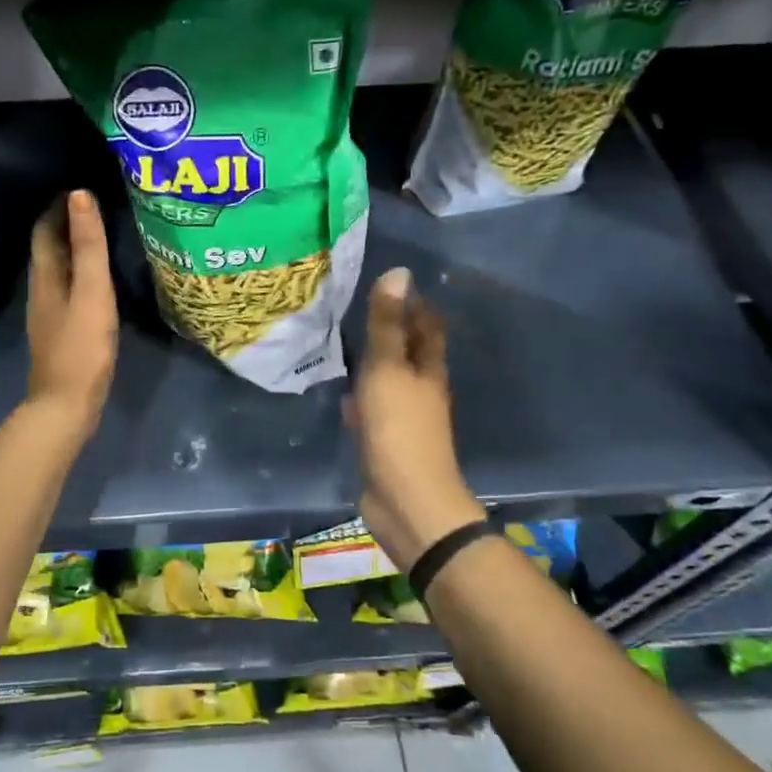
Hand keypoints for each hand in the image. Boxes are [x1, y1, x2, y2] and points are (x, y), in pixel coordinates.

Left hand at [26, 190, 117, 438]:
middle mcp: (41, 291)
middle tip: (96, 207)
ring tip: (100, 238)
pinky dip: (79, 275)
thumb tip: (79, 195)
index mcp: (45, 276)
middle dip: (66, 225)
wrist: (66, 405)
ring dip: (73, 250)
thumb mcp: (92, 291)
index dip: (58, 206)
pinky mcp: (60, 333)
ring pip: (57, 271)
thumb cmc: (82, 346)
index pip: (45, 229)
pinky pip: (67, 291)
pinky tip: (97, 283)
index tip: (81, 188)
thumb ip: (89, 246)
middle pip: (49, 249)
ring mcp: (48, 314)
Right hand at [344, 267, 484, 570]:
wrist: (405, 499)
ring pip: (389, 380)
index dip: (414, 303)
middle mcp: (421, 389)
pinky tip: (343, 395)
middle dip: (391, 330)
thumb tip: (399, 272)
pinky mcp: (385, 440)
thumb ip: (387, 325)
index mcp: (428, 369)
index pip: (427, 325)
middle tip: (359, 306)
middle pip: (409, 351)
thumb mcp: (388, 370)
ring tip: (344, 341)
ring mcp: (404, 417)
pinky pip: (373, 410)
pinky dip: (361, 398)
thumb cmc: (399, 428)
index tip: (392, 281)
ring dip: (373, 363)